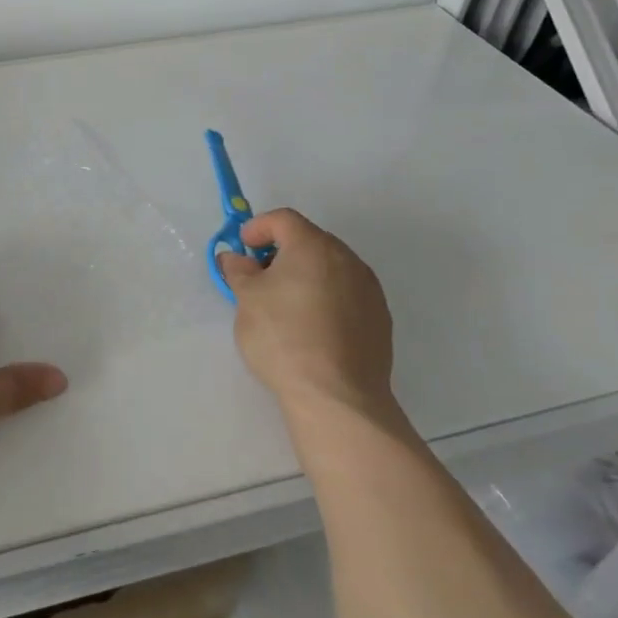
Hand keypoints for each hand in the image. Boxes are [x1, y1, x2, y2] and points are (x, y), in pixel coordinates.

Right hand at [217, 209, 396, 420]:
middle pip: (310, 240)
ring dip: (306, 275)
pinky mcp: (381, 320)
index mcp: (313, 246)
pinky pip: (347, 294)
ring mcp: (369, 290)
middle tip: (260, 277)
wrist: (338, 397)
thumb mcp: (246, 300)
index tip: (243, 249)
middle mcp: (347, 259)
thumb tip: (236, 258)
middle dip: (282, 251)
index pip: (283, 219)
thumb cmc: (283, 337)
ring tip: (286, 305)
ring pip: (330, 268)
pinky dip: (326, 298)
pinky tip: (312, 328)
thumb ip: (239, 271)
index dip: (258, 228)